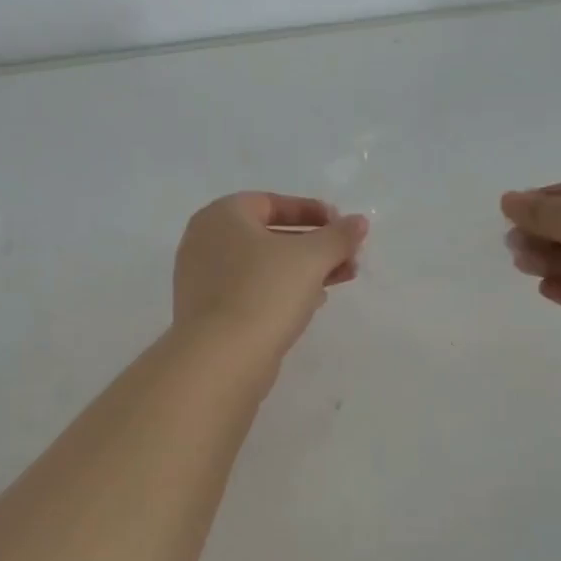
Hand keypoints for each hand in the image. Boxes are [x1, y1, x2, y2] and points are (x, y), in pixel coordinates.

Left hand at [173, 193, 368, 359]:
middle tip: (348, 259)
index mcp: (221, 216)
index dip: (311, 211)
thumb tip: (358, 222)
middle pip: (269, 235)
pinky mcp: (209, 313)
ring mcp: (203, 280)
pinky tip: (311, 304)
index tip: (342, 227)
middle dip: (314, 245)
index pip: (271, 202)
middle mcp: (205, 242)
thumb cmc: (264, 292)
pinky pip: (251, 291)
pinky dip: (281, 292)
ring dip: (303, 270)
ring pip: (262, 266)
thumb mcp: (310, 258)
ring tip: (340, 281)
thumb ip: (338, 236)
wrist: (221, 358)